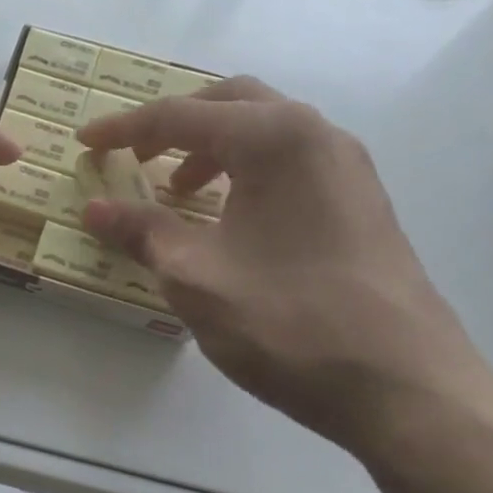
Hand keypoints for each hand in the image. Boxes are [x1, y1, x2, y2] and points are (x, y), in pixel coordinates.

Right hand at [77, 78, 492, 450]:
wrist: (408, 389)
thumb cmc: (290, 322)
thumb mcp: (197, 277)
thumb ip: (142, 232)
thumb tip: (95, 208)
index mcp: (274, 138)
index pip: (180, 117)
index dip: (123, 130)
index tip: (84, 143)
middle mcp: (316, 135)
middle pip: (229, 103)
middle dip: (173, 124)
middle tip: (133, 156)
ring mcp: (347, 167)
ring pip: (264, 130)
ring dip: (211, 147)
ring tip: (177, 191)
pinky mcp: (361, 202)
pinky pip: (289, 161)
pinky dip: (245, 170)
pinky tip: (228, 218)